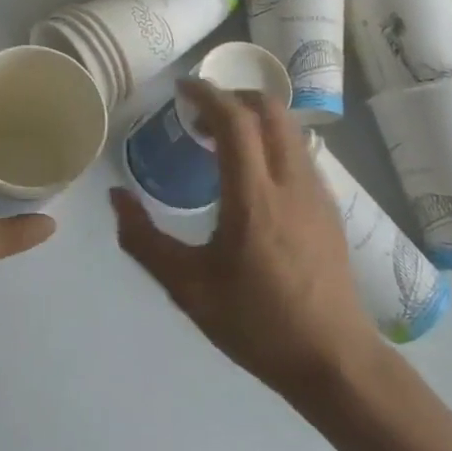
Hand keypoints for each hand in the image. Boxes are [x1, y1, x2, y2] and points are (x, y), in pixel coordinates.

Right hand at [111, 80, 379, 402]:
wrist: (335, 362)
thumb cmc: (256, 323)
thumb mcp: (186, 287)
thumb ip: (144, 240)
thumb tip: (116, 198)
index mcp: (254, 197)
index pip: (236, 121)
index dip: (207, 95)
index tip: (182, 88)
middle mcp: (291, 183)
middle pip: (271, 111)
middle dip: (234, 96)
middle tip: (200, 111)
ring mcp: (317, 195)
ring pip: (290, 129)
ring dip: (255, 117)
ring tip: (221, 139)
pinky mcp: (330, 210)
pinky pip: (299, 152)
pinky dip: (271, 141)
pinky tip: (251, 174)